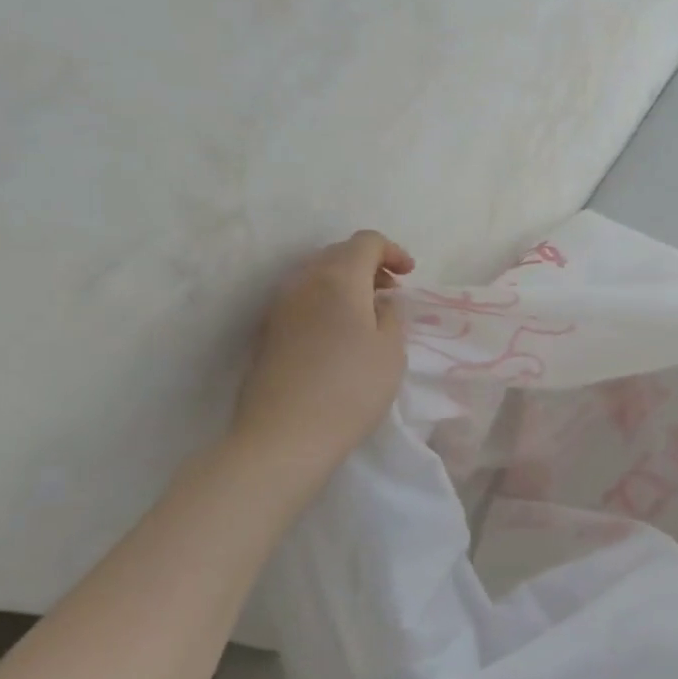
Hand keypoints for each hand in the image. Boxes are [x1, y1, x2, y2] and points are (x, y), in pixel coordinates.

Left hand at [229, 230, 414, 494]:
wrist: (283, 437)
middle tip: (391, 291)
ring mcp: (279, 307)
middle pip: (337, 254)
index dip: (392, 251)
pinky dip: (326, 302)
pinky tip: (340, 333)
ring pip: (316, 276)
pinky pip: (302, 299)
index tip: (409, 275)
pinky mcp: (267, 333)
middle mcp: (303, 282)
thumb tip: (380, 301)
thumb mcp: (392, 350)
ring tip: (367, 313)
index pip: (366, 242)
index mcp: (338, 278)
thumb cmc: (350, 389)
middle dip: (368, 264)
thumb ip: (392, 314)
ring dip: (345, 284)